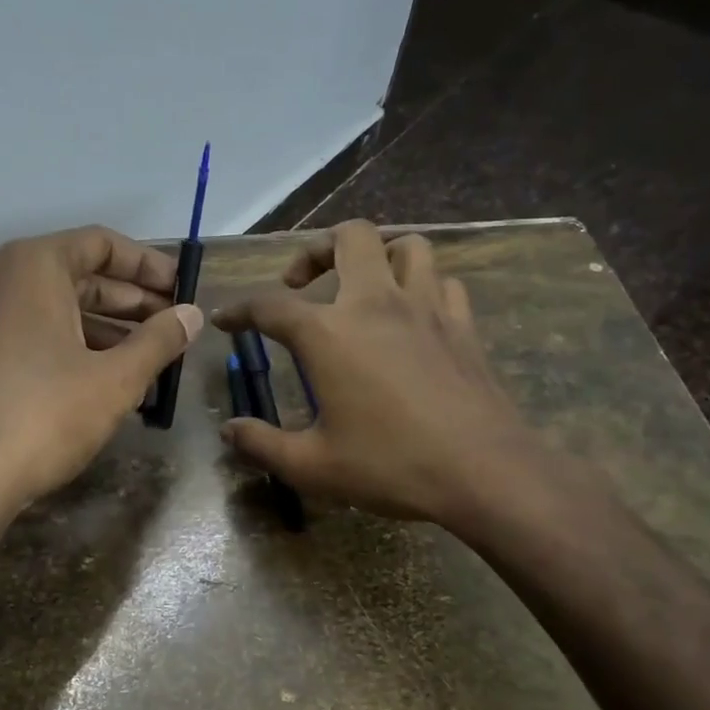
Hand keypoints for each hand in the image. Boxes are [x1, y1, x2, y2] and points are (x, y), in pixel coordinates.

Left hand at [0, 225, 202, 513]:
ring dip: (104, 330)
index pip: (100, 244)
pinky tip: (103, 381)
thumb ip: (159, 340)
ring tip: (147, 362)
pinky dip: (68, 346)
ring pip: (52, 308)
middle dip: (129, 302)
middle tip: (172, 328)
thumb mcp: (115, 379)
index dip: (148, 265)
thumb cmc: (45, 416)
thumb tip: (193, 315)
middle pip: (76, 275)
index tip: (182, 290)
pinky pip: (27, 332)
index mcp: (31, 266)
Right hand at [212, 220, 543, 523]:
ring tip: (361, 285)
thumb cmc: (391, 465)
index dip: (240, 309)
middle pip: (349, 237)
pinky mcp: (462, 325)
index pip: (269, 306)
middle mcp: (375, 304)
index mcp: (329, 334)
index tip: (225, 319)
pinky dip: (422, 286)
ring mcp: (426, 308)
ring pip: (406, 245)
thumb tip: (229, 431)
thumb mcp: (312, 466)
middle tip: (300, 283)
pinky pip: (442, 282)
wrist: (484, 471)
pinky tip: (412, 314)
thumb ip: (262, 445)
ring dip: (377, 255)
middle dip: (316, 249)